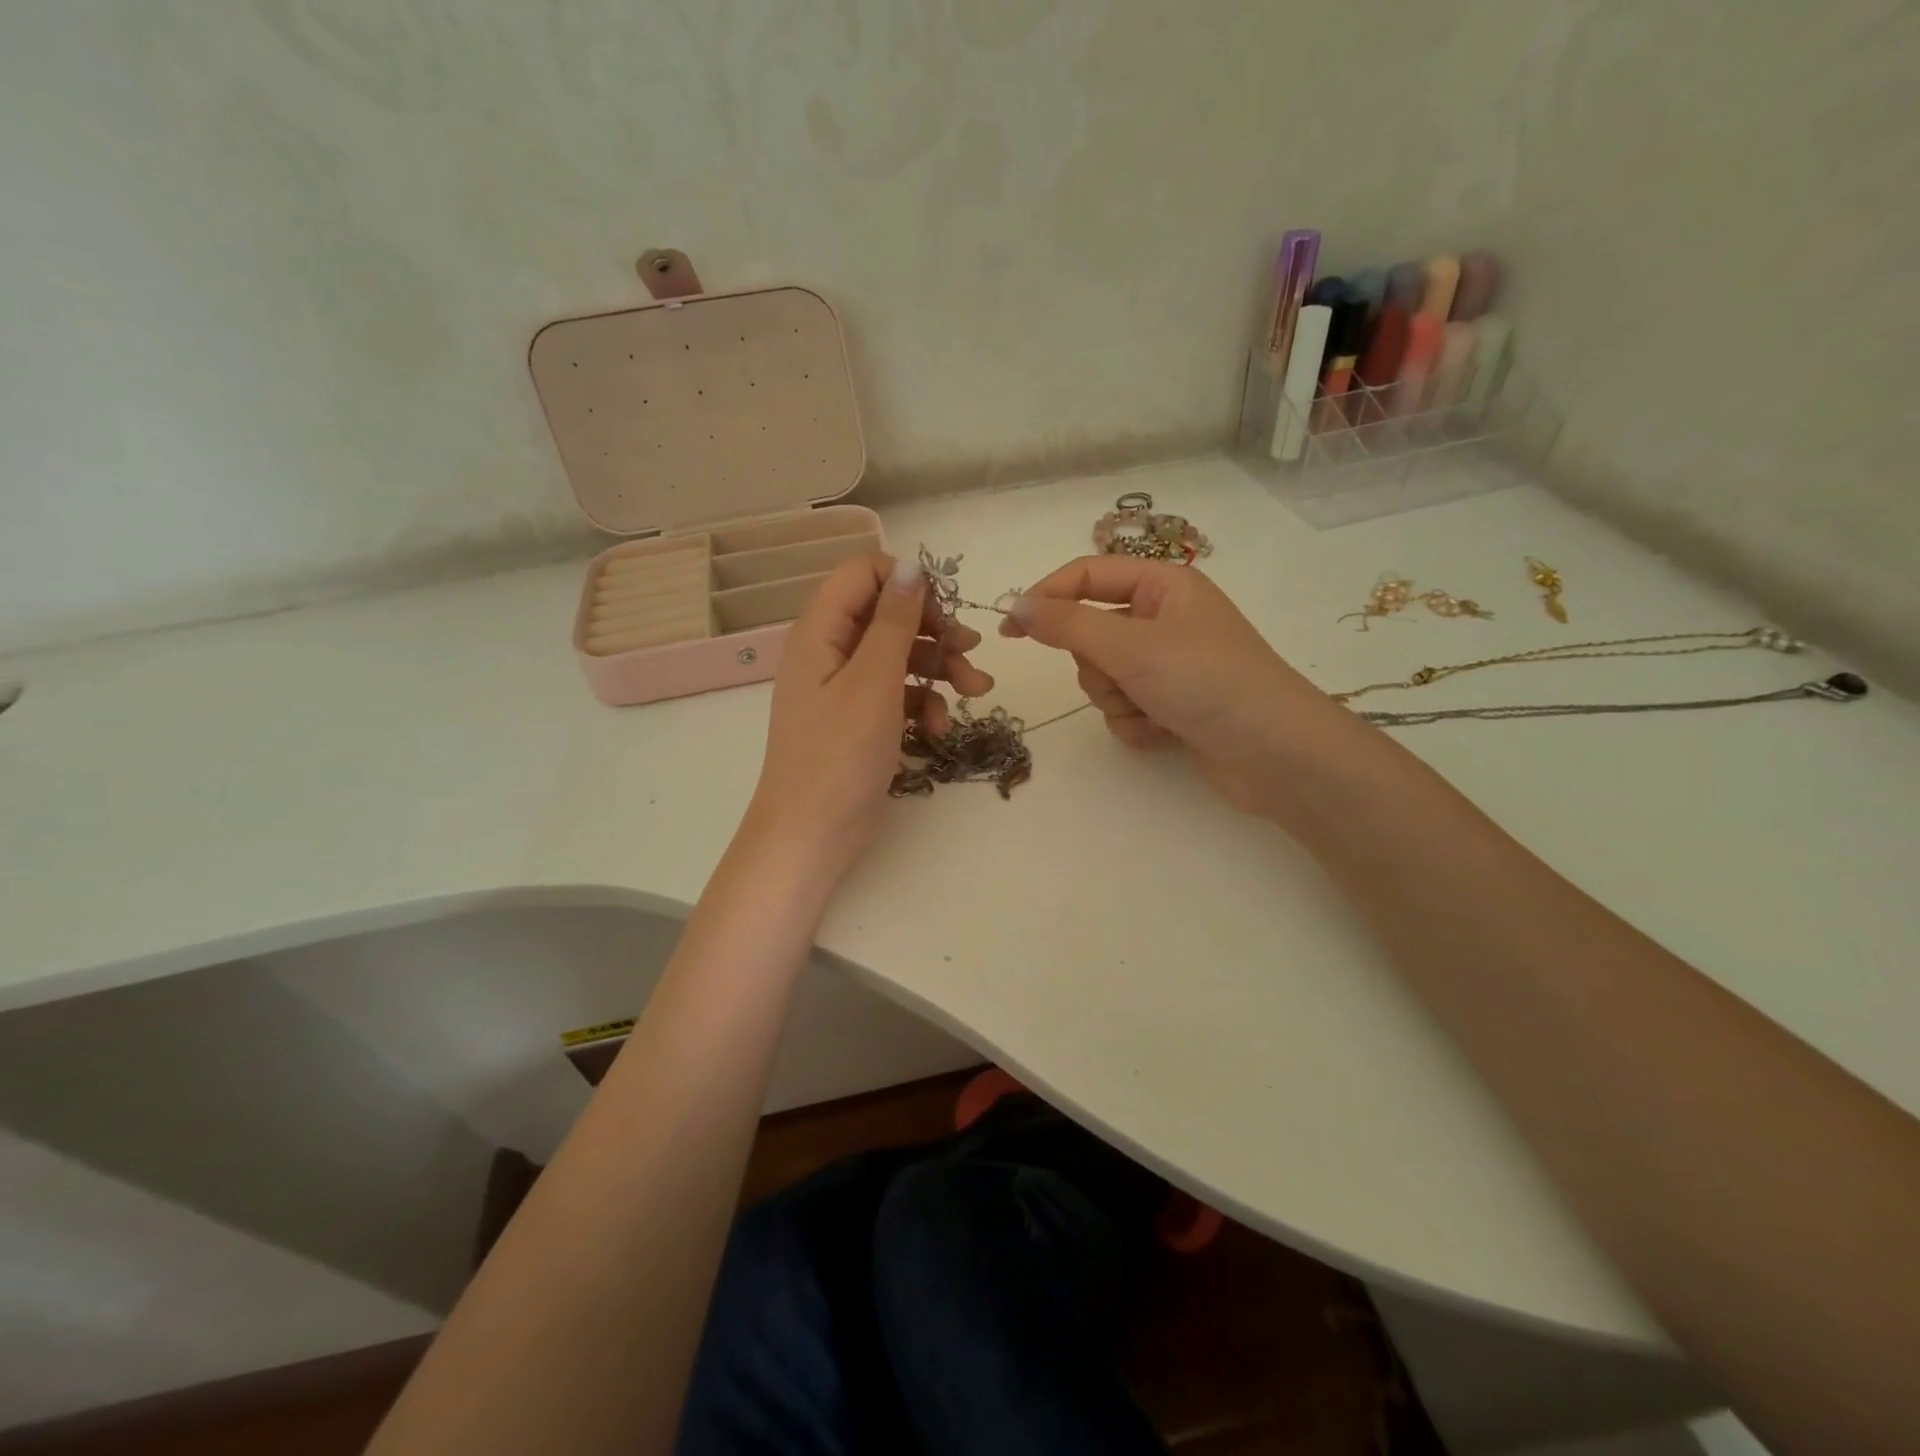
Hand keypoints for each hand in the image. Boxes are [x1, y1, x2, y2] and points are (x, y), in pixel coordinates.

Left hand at [743, 553, 992, 879]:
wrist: (811, 834)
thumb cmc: (839, 755)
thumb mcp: (874, 682)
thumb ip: (894, 621)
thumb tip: (912, 566)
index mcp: (821, 630)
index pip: (864, 572)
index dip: (907, 583)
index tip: (945, 610)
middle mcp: (829, 650)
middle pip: (888, 615)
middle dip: (934, 630)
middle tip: (972, 651)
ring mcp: (843, 687)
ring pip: (898, 655)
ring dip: (939, 668)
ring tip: (977, 691)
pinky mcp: (859, 719)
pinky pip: (896, 693)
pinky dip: (922, 703)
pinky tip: (941, 728)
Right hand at [1001, 555, 1363, 820]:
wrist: (1275, 754)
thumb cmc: (1205, 681)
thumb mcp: (1129, 645)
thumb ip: (1066, 624)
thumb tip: (1016, 606)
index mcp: (1163, 585)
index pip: (1086, 576)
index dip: (1045, 598)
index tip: (1009, 631)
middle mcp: (1166, 619)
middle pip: (1092, 633)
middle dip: (1098, 665)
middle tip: (1122, 677)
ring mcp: (1170, 664)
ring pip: (1105, 676)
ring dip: (1116, 699)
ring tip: (1151, 710)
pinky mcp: (1173, 704)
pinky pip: (1125, 707)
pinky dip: (1134, 723)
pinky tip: (1163, 733)